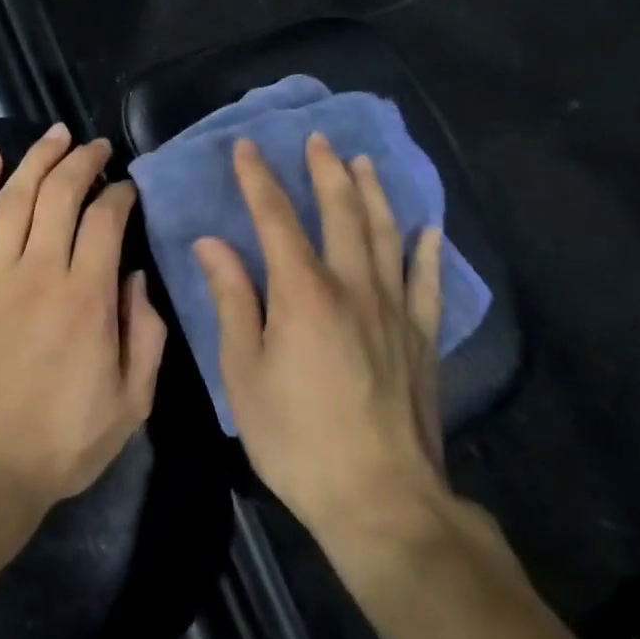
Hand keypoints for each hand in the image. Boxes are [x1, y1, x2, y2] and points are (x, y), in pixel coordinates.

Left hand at [0, 125, 167, 518]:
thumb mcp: (131, 403)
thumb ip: (144, 333)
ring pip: (14, 196)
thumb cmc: (58, 444)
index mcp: (87, 298)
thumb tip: (134, 275)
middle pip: (61, 194)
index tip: (125, 189)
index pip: (106, 220)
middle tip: (95, 147)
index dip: (119, 194)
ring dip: (37, 159)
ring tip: (55, 135)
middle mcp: (40, 272)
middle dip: (82, 161)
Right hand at [193, 134, 447, 541]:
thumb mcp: (244, 373)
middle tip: (317, 140)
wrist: (381, 498)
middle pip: (341, 211)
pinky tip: (427, 229)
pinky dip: (426, 250)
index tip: (247, 147)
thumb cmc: (297, 438)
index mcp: (302, 291)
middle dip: (325, 171)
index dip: (258, 178)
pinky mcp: (423, 337)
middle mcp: (352, 285)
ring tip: (363, 163)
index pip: (275, 217)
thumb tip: (211, 243)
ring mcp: (395, 309)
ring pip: (385, 233)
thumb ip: (232, 300)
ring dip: (372, 193)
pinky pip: (427, 281)